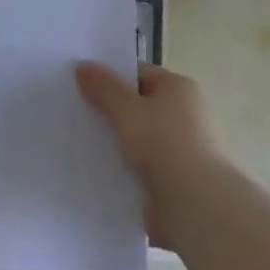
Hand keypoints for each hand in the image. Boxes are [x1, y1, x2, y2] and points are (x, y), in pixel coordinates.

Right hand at [75, 62, 230, 238]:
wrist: (193, 203)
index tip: (81, 86)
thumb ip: (104, 88)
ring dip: (114, 141)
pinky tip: (97, 169)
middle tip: (75, 113)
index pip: (139, 74)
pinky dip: (122, 166)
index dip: (111, 78)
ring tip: (79, 142)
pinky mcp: (171, 176)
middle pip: (138, 105)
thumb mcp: (126, 109)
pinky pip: (139, 164)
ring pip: (136, 137)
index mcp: (179, 88)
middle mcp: (183, 113)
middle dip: (109, 111)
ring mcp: (178, 147)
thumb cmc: (163, 144)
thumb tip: (83, 66)